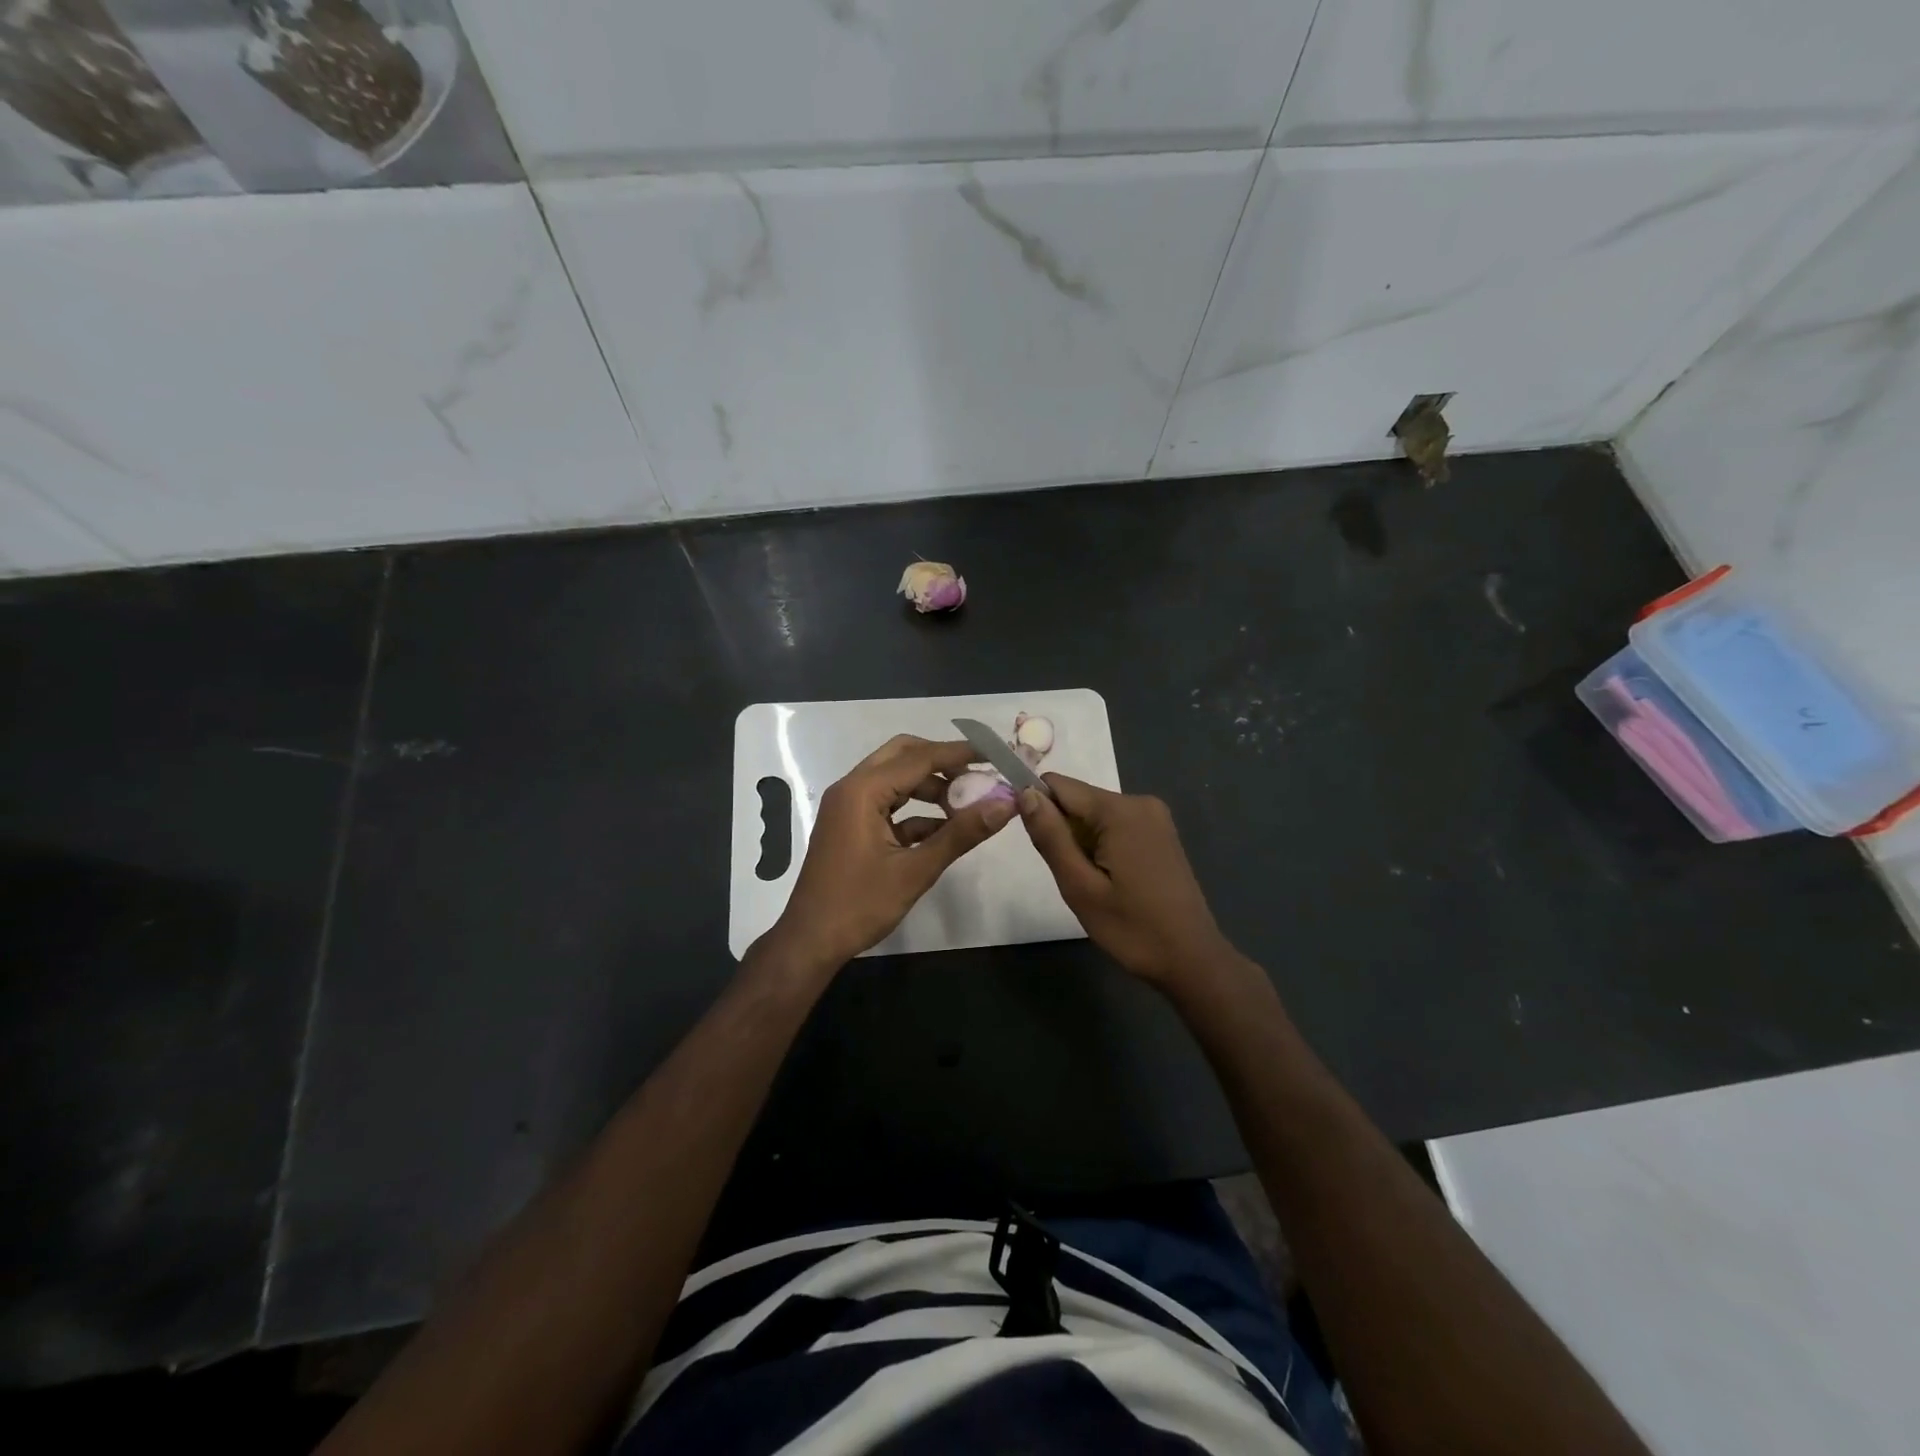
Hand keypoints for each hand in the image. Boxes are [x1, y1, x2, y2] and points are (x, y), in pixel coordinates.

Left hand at [767, 735, 1015, 969]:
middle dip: (942, 762)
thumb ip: (960, 834)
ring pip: (896, 779)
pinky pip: (888, 804)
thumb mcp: (915, 870)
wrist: (811, 941)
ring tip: (967, 806)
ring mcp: (848, 806)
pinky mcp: (851, 825)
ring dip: (930, 787)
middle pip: (903, 756)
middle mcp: (852, 788)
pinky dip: (915, 811)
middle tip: (977, 776)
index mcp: (862, 791)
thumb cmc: (859, 905)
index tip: (994, 752)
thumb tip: (1004, 805)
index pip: (919, 757)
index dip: (959, 753)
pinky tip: (944, 830)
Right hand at [1019, 775, 1231, 986]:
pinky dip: (1102, 846)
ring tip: (1093, 883)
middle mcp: (1140, 802)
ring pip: (1095, 814)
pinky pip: (1115, 825)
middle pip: (1078, 799)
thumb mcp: (1080, 886)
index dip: (1037, 807)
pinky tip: (1111, 880)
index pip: (1058, 785)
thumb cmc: (1132, 928)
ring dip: (1082, 841)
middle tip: (1072, 876)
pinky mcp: (1161, 833)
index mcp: (1120, 810)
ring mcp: (1155, 817)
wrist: (1192, 960)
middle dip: (1063, 831)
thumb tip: (1025, 793)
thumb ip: (1050, 836)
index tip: (1035, 844)